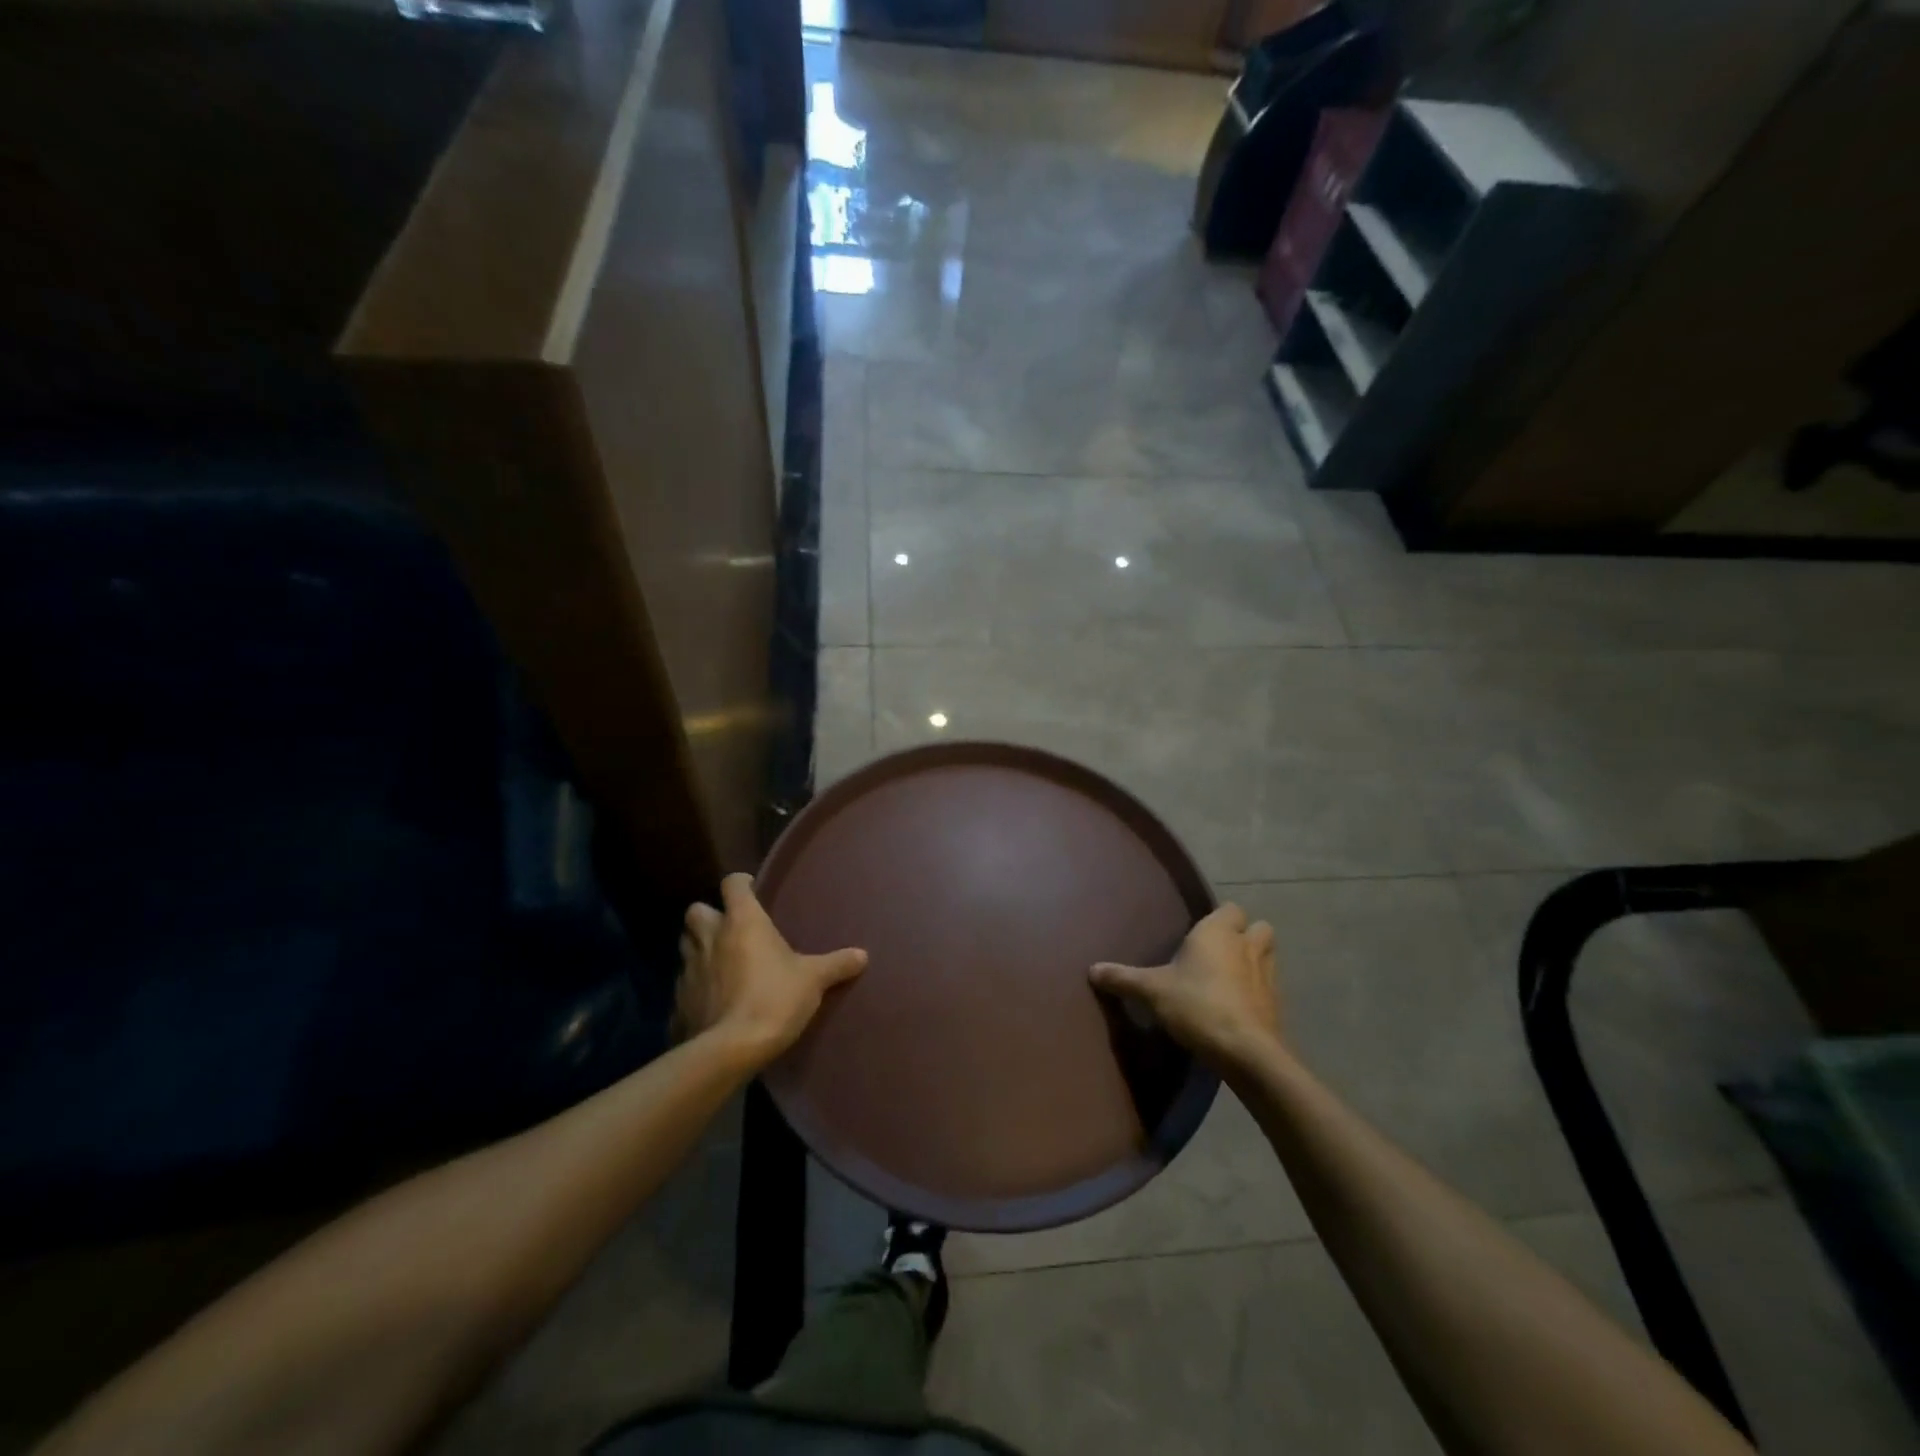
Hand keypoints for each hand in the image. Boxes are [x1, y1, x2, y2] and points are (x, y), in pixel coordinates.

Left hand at [677, 873, 867, 1068]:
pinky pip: (684, 984)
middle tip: (730, 929)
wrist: (729, 1049)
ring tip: (721, 962)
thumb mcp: (813, 980)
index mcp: (742, 921)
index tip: (754, 891)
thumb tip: (862, 955)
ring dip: (699, 948)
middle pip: (696, 910)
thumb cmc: (774, 999)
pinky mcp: (678, 1000)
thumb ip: (836, 964)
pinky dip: (696, 986)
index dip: (741, 884)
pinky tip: (712, 1000)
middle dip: (709, 915)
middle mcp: (709, 937)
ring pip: (686, 945)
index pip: (732, 883)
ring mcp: (689, 968)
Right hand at [1090, 903, 1283, 1077]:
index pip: (1230, 908)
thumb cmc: (1197, 1005)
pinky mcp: (1277, 1005)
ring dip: (1254, 960)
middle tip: (1219, 951)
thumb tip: (1091, 969)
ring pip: (1267, 955)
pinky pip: (1269, 988)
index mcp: (1218, 932)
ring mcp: (1268, 975)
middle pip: (1258, 927)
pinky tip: (1238, 1006)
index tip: (1200, 932)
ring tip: (1230, 976)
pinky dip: (1257, 991)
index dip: (1219, 918)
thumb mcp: (1151, 991)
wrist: (1246, 1051)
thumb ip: (1123, 978)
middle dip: (1244, 934)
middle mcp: (1247, 946)